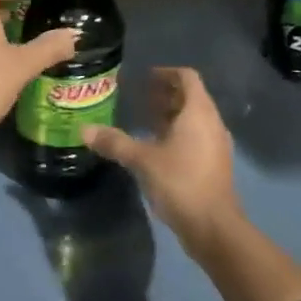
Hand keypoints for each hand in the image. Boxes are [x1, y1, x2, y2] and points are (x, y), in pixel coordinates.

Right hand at [82, 67, 241, 254]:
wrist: (213, 226)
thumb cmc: (180, 182)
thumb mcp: (142, 160)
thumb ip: (114, 142)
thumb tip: (84, 129)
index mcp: (198, 112)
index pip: (187, 78)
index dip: (166, 73)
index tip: (144, 78)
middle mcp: (212, 123)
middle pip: (191, 97)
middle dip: (166, 94)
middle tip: (139, 98)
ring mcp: (216, 145)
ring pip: (194, 119)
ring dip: (171, 115)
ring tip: (144, 121)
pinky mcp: (214, 164)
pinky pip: (196, 137)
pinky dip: (177, 134)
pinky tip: (156, 148)